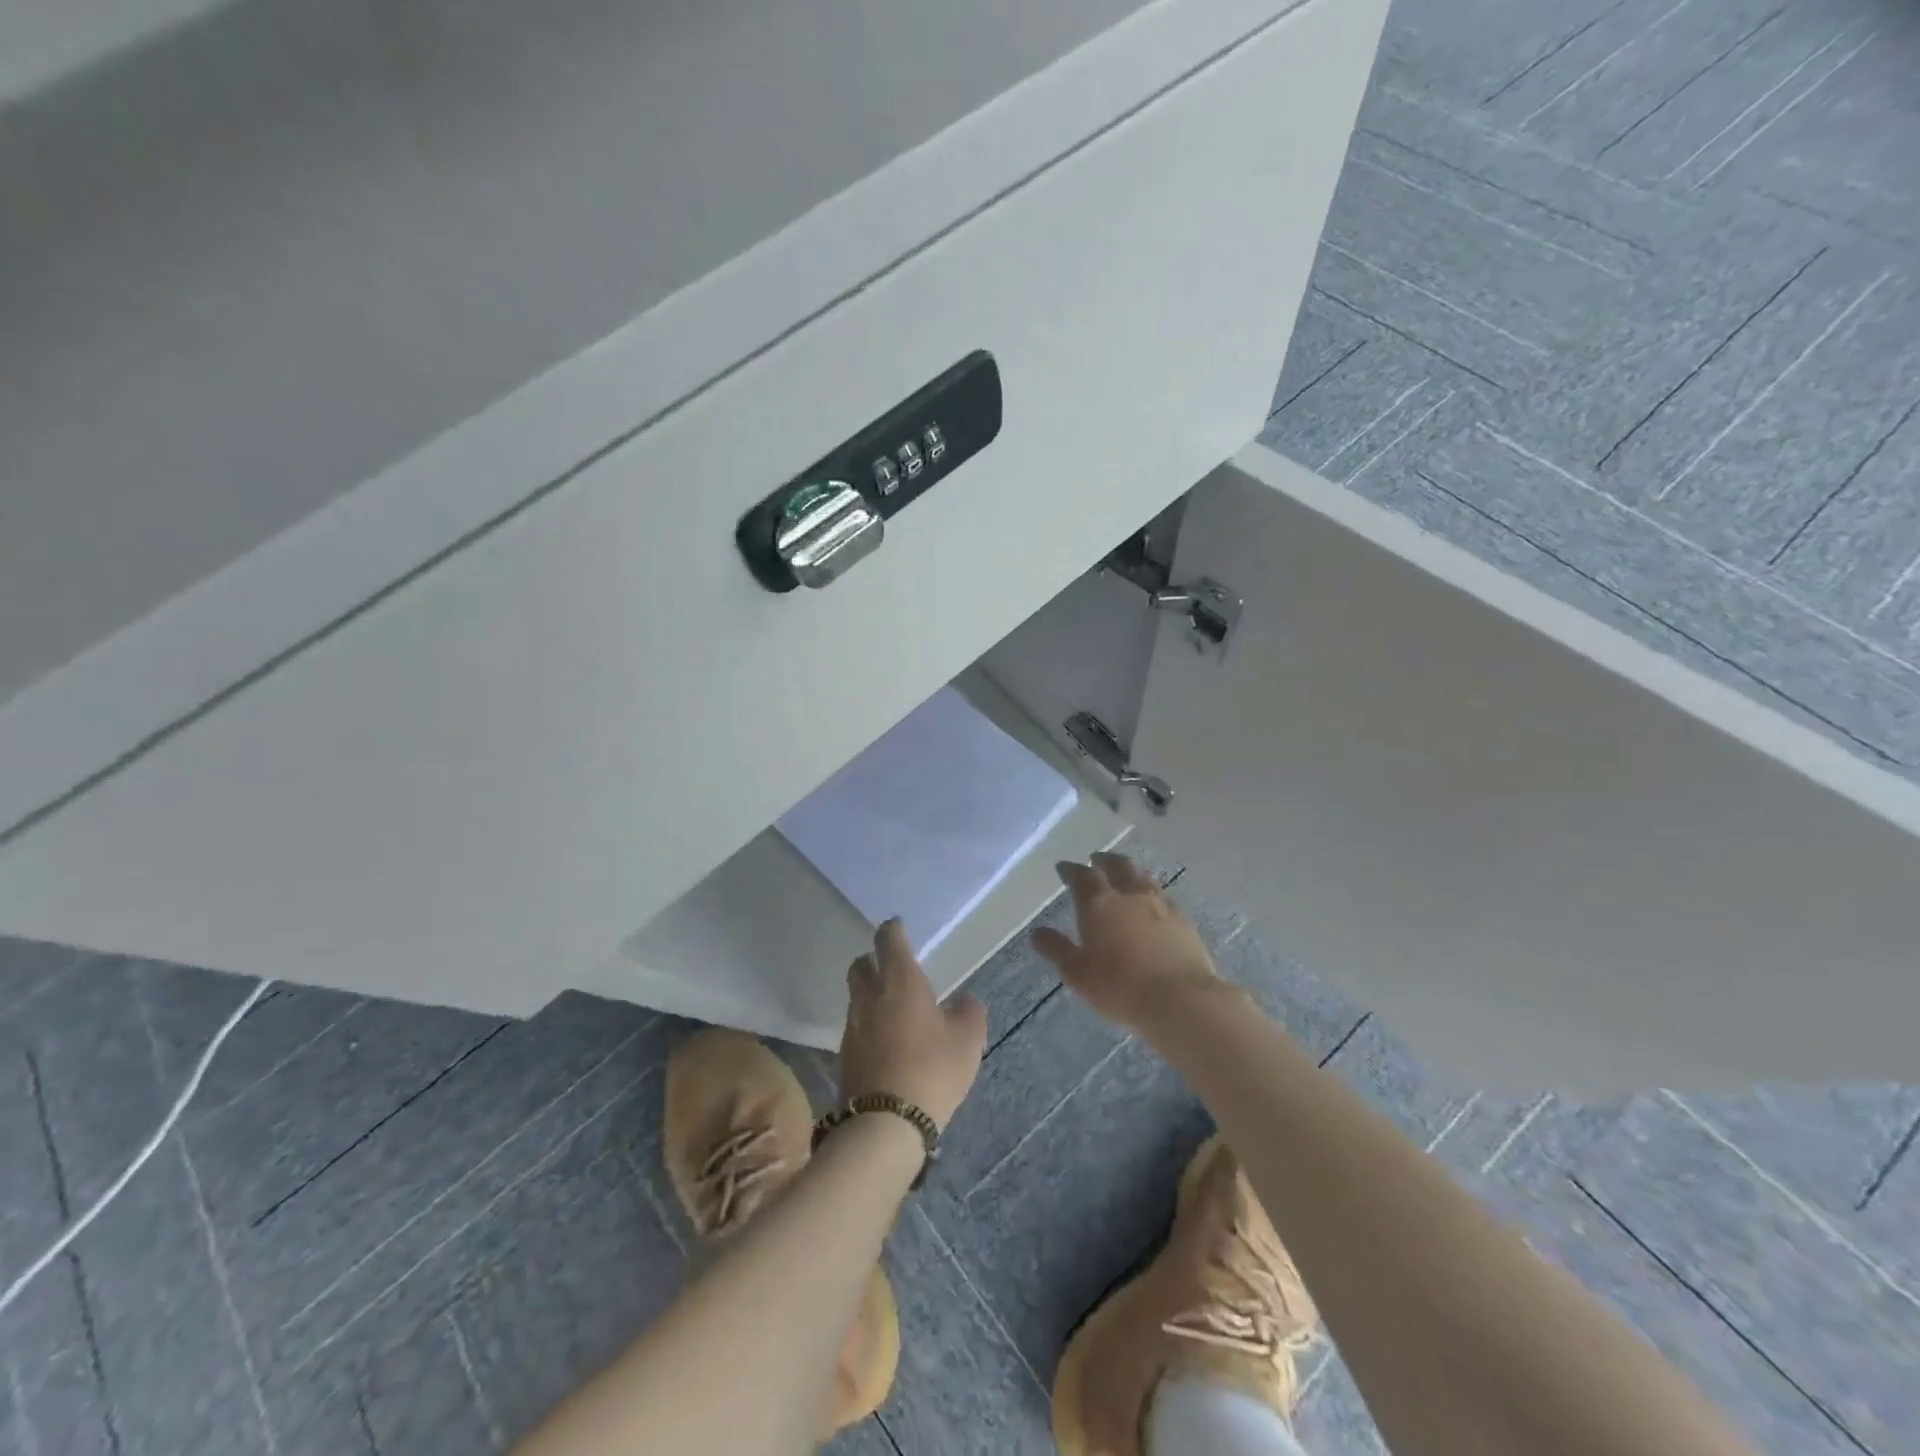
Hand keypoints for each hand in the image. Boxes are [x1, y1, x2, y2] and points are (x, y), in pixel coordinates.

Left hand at [839, 919, 987, 1129]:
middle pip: (861, 964)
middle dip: (873, 960)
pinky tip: (887, 1042)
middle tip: (892, 969)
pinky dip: (869, 1025)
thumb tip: (965, 1000)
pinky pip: (856, 1027)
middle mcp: (870, 996)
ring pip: (856, 997)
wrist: (885, 1125)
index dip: (894, 929)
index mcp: (900, 981)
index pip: (889, 939)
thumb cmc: (933, 1070)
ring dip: (870, 995)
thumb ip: (969, 1012)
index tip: (899, 927)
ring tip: (894, 1010)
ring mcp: (853, 1026)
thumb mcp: (968, 1040)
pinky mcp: (844, 1056)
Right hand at [1032, 852, 1223, 1032]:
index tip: (1064, 867)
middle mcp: (1129, 895)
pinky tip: (1155, 902)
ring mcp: (1160, 905)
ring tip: (1126, 874)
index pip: (1081, 876)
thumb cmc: (1119, 986)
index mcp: (1099, 904)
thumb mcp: (1077, 972)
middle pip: (1118, 865)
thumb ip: (1057, 949)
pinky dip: (1154, 893)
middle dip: (1104, 860)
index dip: (1071, 870)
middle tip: (1096, 860)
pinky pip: (1165, 896)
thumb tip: (1036, 932)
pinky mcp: (1183, 920)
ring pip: (1143, 876)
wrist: (1180, 999)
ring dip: (1131, 871)